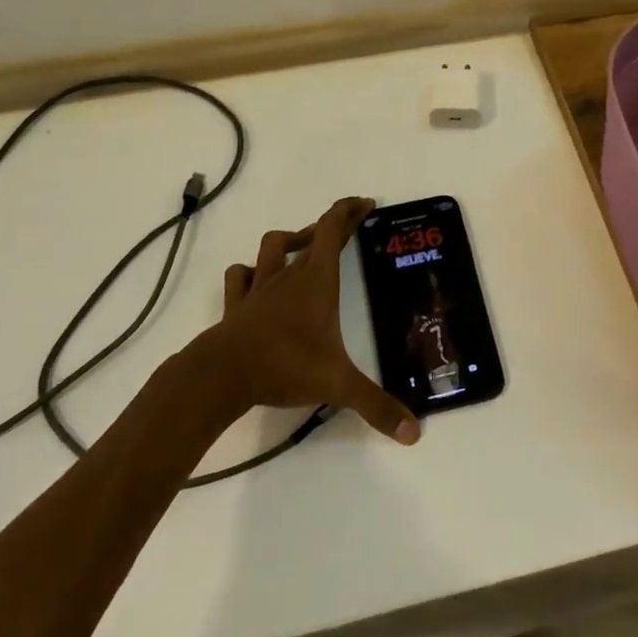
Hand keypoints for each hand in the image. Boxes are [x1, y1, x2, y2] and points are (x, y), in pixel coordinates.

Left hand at [202, 197, 420, 445]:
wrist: (222, 375)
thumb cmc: (285, 365)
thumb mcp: (338, 385)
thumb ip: (376, 406)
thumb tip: (414, 433)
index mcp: (317, 280)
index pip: (333, 229)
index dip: (349, 211)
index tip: (365, 203)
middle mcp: (289, 275)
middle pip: (311, 235)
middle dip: (331, 226)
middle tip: (349, 227)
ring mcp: (258, 288)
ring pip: (271, 246)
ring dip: (289, 241)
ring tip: (303, 248)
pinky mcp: (236, 305)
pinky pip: (240, 276)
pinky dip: (249, 272)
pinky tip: (255, 280)